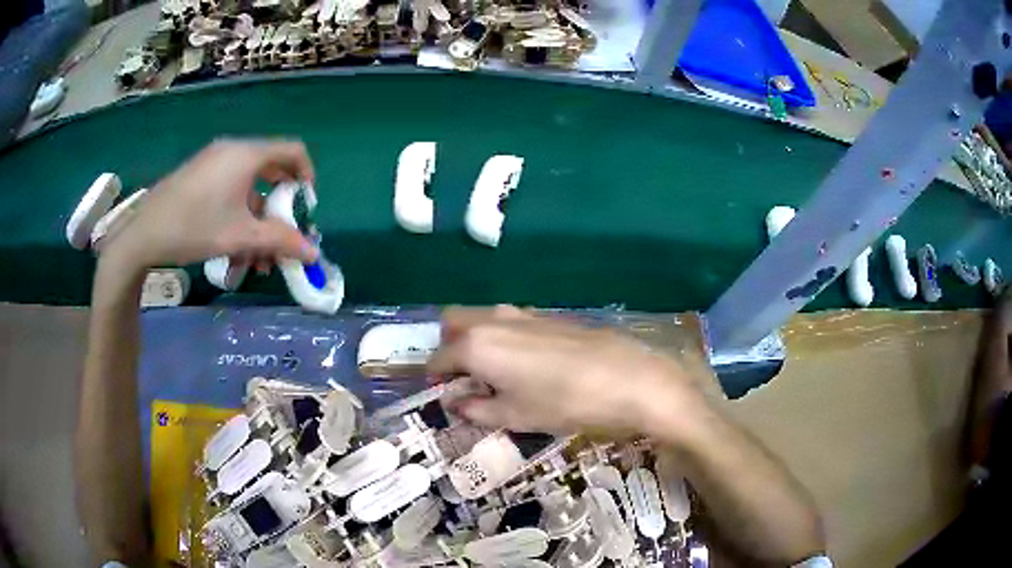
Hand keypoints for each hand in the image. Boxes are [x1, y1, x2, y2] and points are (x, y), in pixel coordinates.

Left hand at [101, 139, 318, 273]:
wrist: (144, 233)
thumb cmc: (195, 228)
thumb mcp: (241, 237)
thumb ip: (280, 241)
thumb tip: (314, 252)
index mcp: (247, 154)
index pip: (293, 151)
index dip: (307, 177)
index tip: (305, 208)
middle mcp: (233, 150)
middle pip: (272, 169)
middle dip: (281, 207)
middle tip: (282, 235)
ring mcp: (213, 161)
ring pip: (249, 184)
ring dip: (258, 218)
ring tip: (256, 256)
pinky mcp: (199, 174)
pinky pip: (230, 187)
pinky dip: (239, 212)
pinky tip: (233, 244)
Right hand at [428, 306, 708, 436]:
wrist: (628, 379)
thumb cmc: (564, 404)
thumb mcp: (515, 415)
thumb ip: (478, 409)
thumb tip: (457, 403)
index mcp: (476, 345)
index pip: (439, 357)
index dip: (436, 378)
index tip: (442, 394)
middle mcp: (493, 320)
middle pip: (454, 323)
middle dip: (450, 347)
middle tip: (465, 378)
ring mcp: (522, 313)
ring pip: (482, 319)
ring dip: (476, 341)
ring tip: (496, 376)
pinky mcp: (548, 315)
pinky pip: (509, 322)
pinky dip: (502, 338)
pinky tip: (527, 365)